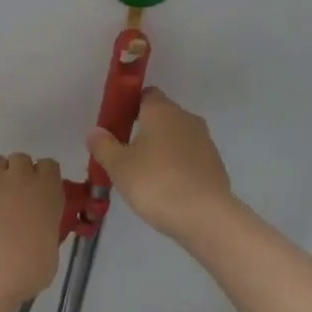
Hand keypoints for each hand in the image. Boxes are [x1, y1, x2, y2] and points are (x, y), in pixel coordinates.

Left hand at [0, 144, 62, 302]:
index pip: (49, 165)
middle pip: (21, 158)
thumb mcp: (51, 251)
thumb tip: (39, 233)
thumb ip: (46, 231)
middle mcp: (22, 177)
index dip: (43, 175)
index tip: (39, 190)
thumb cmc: (29, 269)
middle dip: (18, 172)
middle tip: (13, 194)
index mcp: (48, 191)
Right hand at [87, 89, 236, 245]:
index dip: (131, 106)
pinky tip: (168, 189)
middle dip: (145, 130)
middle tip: (126, 155)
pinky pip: (190, 158)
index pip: (146, 94)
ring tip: (146, 176)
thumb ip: (104, 145)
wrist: (205, 216)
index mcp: (162, 110)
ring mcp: (205, 141)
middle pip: (162, 116)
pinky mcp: (215, 164)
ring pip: (177, 137)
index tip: (118, 126)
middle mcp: (186, 118)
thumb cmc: (156, 183)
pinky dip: (178, 167)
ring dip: (163, 150)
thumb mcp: (119, 166)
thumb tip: (95, 131)